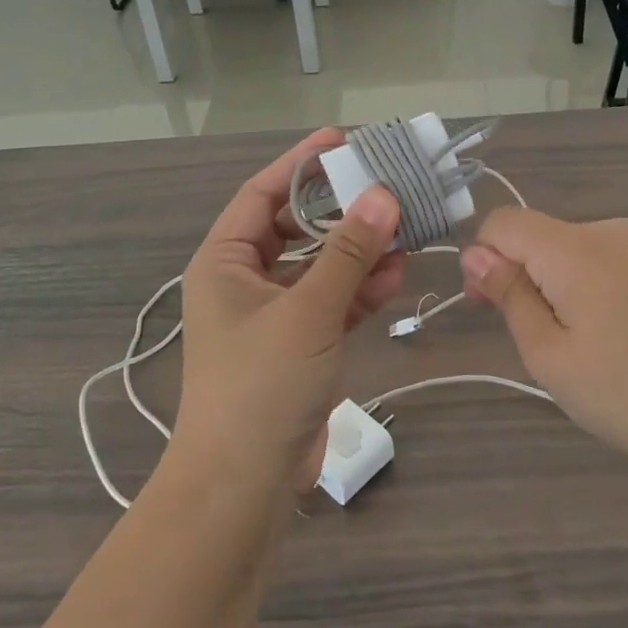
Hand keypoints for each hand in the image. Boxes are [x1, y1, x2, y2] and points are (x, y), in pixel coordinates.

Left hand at [174, 130, 405, 495]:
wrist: (243, 486)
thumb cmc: (260, 385)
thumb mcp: (307, 312)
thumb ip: (348, 253)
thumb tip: (383, 194)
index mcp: (224, 261)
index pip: (264, 194)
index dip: (301, 164)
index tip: (343, 141)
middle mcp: (243, 280)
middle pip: (296, 228)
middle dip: (340, 209)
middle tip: (385, 183)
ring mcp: (272, 315)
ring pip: (319, 266)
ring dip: (358, 251)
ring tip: (403, 228)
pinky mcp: (298, 345)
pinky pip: (330, 303)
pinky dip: (359, 290)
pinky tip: (395, 275)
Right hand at [459, 208, 627, 496]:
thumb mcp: (552, 357)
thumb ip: (510, 297)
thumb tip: (477, 254)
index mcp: (575, 249)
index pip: (504, 223)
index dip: (483, 259)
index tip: (488, 309)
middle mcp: (611, 231)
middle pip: (540, 237)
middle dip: (522, 278)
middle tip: (541, 346)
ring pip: (574, 252)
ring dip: (559, 288)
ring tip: (587, 350)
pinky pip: (610, 263)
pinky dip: (595, 291)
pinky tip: (624, 340)